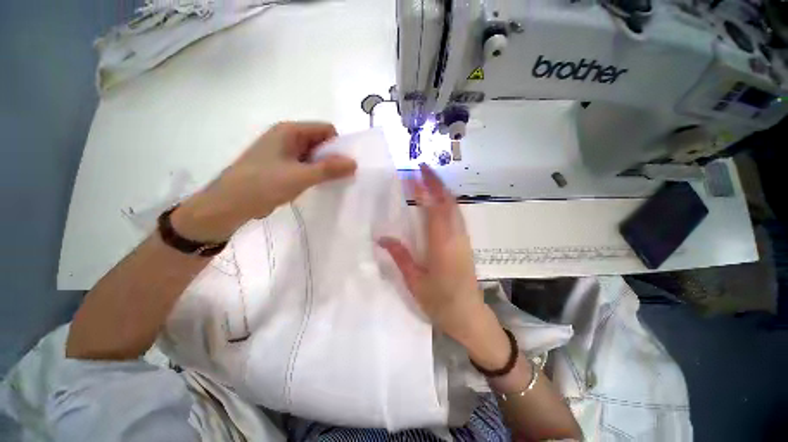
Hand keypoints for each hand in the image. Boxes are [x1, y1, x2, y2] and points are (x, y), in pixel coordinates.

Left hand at [173, 122, 356, 240]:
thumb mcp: (301, 176)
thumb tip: (354, 163)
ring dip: (323, 167)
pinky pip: (304, 165)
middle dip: (332, 157)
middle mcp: (287, 137)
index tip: (345, 165)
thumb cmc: (264, 184)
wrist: (229, 204)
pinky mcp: (280, 166)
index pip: (326, 130)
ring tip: (329, 183)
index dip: (338, 145)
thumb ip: (329, 169)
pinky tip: (316, 186)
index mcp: (290, 131)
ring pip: (313, 155)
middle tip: (341, 176)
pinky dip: (313, 173)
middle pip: (320, 141)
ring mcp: (283, 152)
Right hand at [379, 165, 506, 364]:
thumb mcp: (414, 282)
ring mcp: (463, 238)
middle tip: (421, 167)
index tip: (413, 174)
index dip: (423, 189)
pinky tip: (439, 200)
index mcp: (441, 246)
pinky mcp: (465, 242)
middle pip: (448, 202)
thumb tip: (381, 238)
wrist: (469, 316)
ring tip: (428, 178)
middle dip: (436, 182)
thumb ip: (400, 256)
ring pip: (454, 206)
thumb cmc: (440, 302)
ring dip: (442, 189)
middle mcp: (455, 236)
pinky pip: (457, 215)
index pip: (433, 209)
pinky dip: (447, 201)